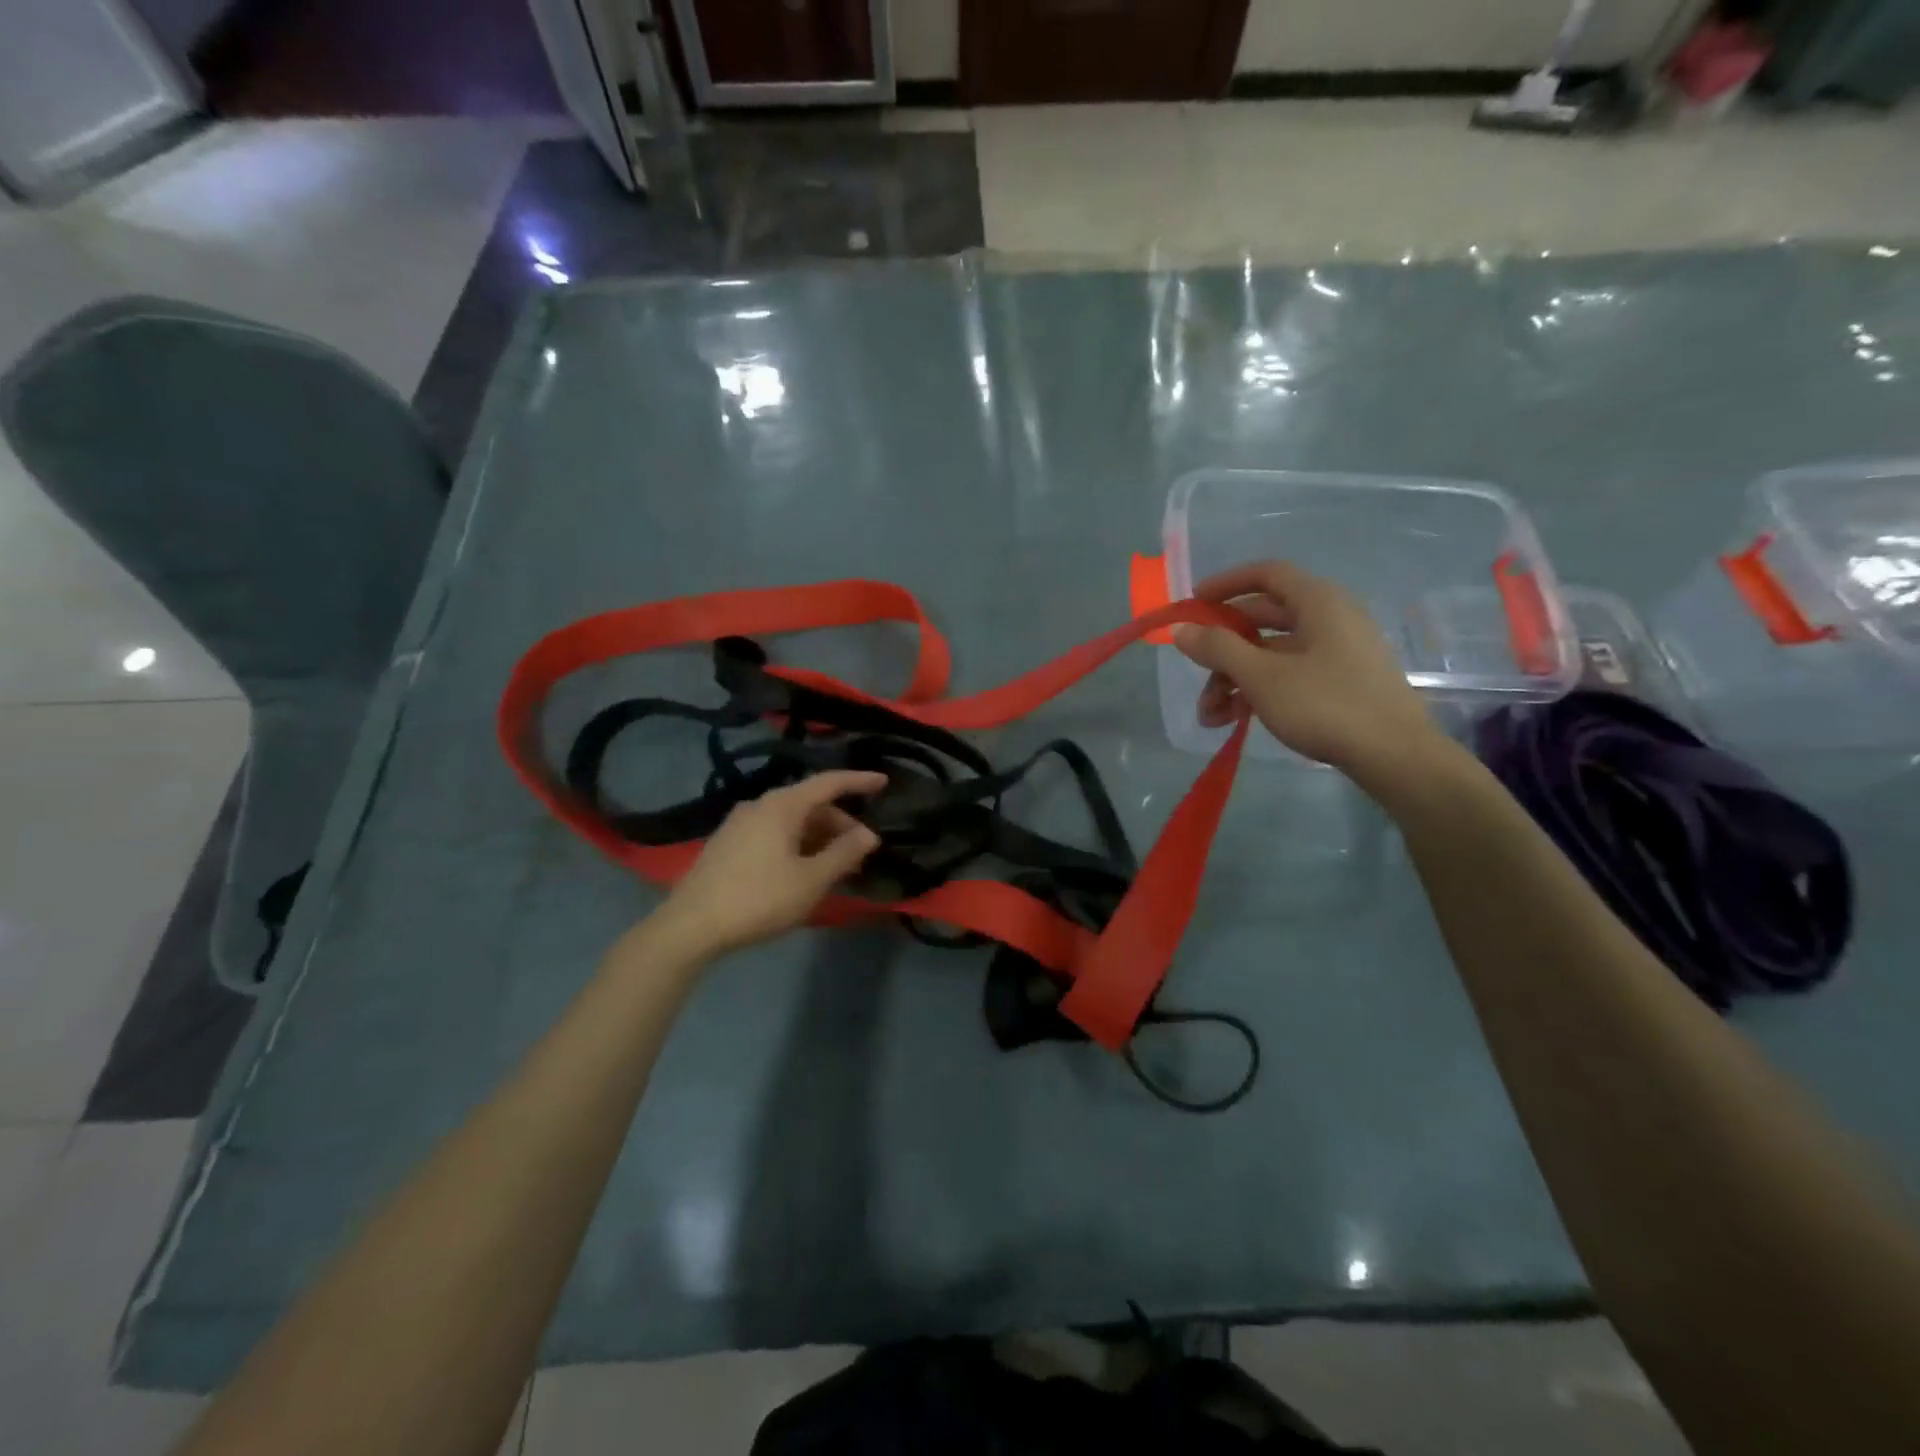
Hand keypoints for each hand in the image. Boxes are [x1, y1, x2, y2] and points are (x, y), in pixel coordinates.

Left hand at [655, 771, 885, 956]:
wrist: (690, 926)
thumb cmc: (758, 899)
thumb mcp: (810, 880)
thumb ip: (844, 854)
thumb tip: (869, 834)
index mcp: (782, 805)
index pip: (829, 782)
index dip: (858, 781)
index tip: (884, 781)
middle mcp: (760, 805)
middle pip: (810, 804)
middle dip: (840, 823)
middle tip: (862, 850)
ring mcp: (739, 823)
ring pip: (791, 821)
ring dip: (819, 837)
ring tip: (837, 866)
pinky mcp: (727, 844)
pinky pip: (773, 833)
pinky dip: (797, 844)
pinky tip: (804, 870)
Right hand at [1172, 561, 1446, 790]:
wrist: (1394, 755)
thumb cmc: (1325, 704)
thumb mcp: (1261, 676)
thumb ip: (1217, 648)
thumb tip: (1181, 629)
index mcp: (1318, 601)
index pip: (1266, 574)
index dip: (1226, 584)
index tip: (1194, 603)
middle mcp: (1331, 617)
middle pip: (1263, 619)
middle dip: (1222, 649)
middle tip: (1195, 672)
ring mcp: (1338, 650)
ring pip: (1273, 652)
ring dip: (1235, 678)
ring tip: (1211, 716)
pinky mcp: (1342, 681)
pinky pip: (1291, 673)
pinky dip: (1260, 689)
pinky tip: (1237, 720)